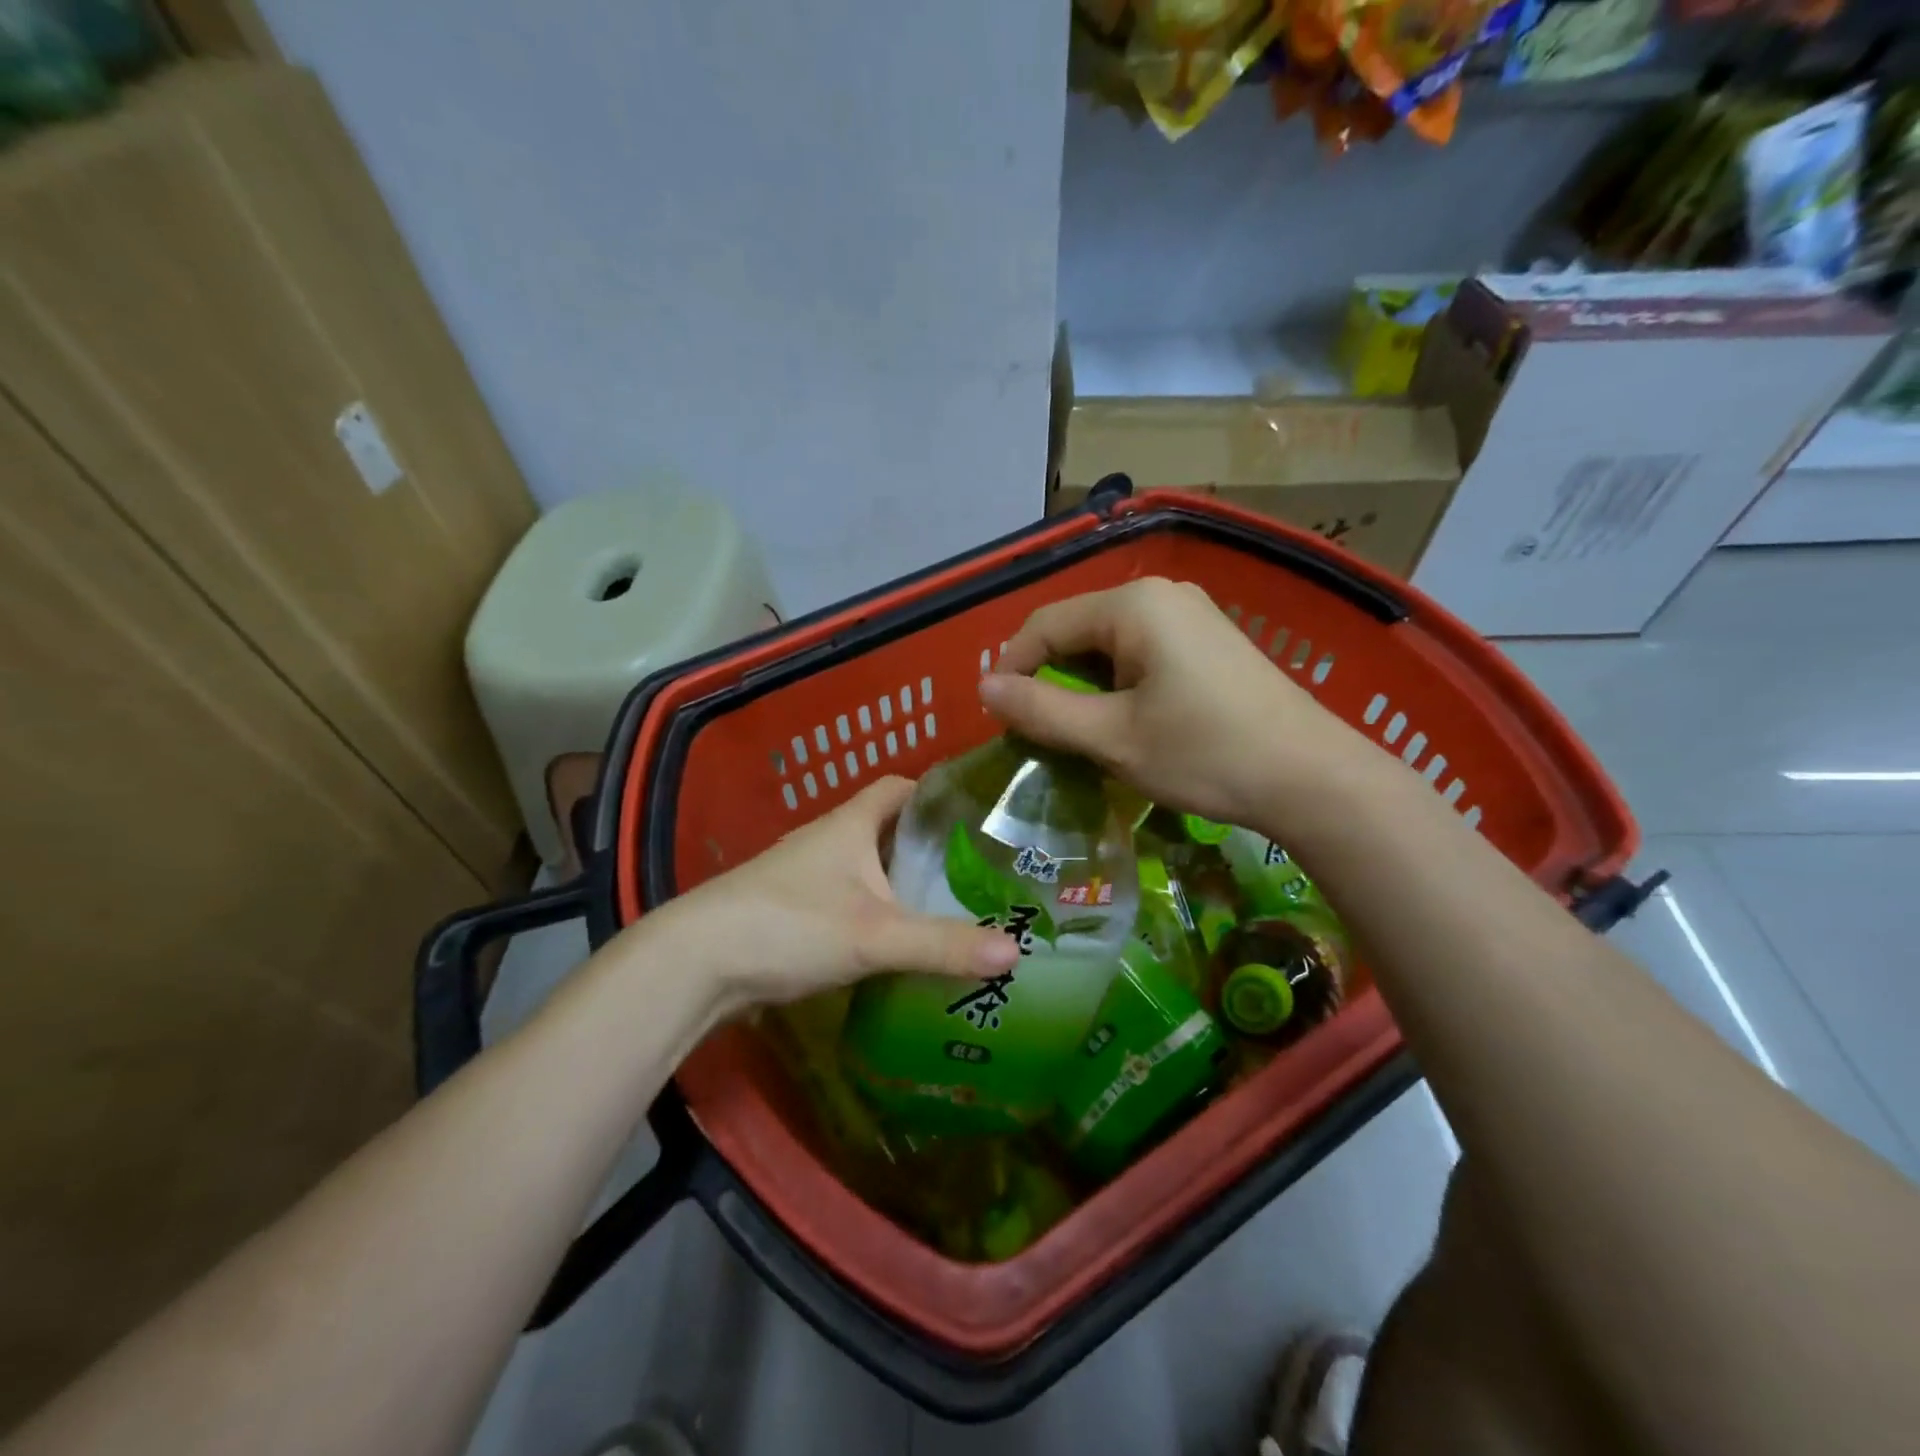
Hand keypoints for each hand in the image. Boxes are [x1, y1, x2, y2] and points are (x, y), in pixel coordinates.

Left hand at [642, 776, 1018, 1017]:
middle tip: (980, 871)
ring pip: (869, 869)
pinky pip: (851, 902)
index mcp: (851, 824)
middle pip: (889, 830)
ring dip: (903, 883)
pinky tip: (900, 942)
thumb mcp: (875, 934)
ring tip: (952, 906)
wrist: (697, 963)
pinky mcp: (794, 912)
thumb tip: (1016, 951)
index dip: (937, 793)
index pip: (900, 788)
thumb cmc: (790, 925)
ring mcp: (807, 876)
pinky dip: (878, 914)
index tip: (977, 814)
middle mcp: (829, 840)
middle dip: (930, 847)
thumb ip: (943, 944)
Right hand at [978, 577, 1357, 825]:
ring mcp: (1191, 615)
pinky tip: (1125, 721)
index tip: (1001, 719)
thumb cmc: (1204, 754)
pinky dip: (1118, 684)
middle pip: (1078, 629)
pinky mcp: (1210, 641)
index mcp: (1133, 605)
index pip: (1045, 624)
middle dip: (1050, 678)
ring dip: (1083, 685)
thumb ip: (1041, 710)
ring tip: (1079, 733)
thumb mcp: (1112, 738)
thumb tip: (984, 688)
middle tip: (1040, 731)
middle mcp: (1161, 595)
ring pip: (1109, 643)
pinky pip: (1142, 652)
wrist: (1312, 779)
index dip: (1013, 669)